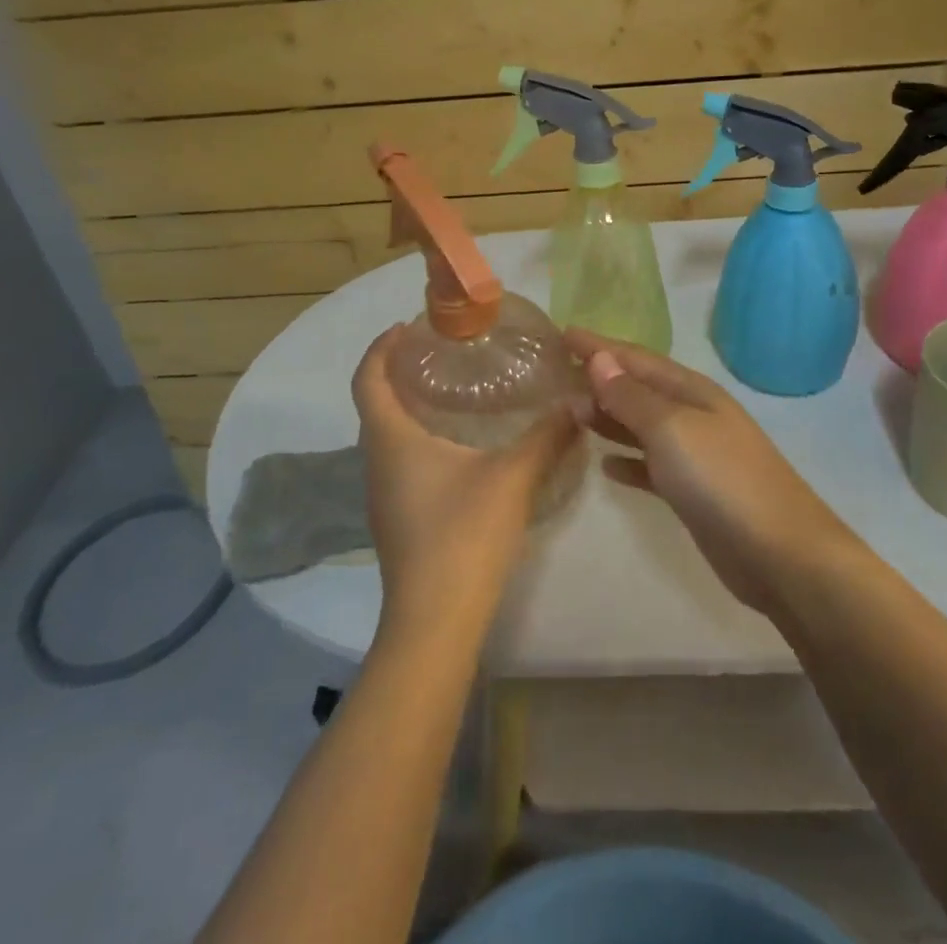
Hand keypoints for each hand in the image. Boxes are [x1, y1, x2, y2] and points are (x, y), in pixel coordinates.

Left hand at [352, 325, 581, 635]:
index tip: (410, 325)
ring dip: (410, 406)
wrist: (435, 621)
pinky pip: (399, 460)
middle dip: (400, 371)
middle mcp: (377, 461)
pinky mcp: (397, 518)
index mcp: (391, 439)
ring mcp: (383, 494)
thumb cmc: (463, 535)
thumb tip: (578, 400)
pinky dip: (419, 438)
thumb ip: (547, 435)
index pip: (367, 378)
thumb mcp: (513, 477)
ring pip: (388, 435)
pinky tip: (460, 447)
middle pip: (376, 403)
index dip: (381, 346)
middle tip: (443, 353)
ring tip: (455, 392)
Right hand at [565, 329, 863, 614]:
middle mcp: (693, 415)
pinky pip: (651, 465)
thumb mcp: (671, 429)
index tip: (561, 334)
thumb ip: (632, 396)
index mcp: (690, 391)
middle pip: (638, 389)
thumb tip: (599, 358)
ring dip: (608, 417)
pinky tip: (605, 466)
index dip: (599, 346)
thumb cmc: (722, 479)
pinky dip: (628, 460)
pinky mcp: (693, 492)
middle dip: (599, 380)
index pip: (635, 357)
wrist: (781, 553)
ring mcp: (695, 454)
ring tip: (571, 414)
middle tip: (555, 377)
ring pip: (641, 426)